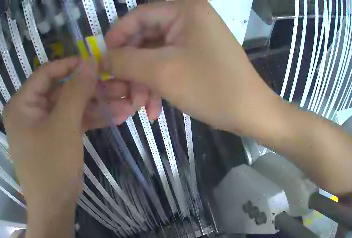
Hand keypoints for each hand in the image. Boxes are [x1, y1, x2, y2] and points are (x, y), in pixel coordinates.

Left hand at [3, 56, 151, 212]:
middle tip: (119, 84)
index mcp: (22, 104)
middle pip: (62, 90)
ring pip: (72, 105)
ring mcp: (43, 123)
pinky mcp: (55, 135)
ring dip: (97, 104)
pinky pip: (73, 120)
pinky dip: (92, 119)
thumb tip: (90, 61)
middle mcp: (29, 110)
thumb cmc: (51, 166)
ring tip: (126, 101)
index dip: (71, 65)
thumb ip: (76, 90)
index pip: (46, 73)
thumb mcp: (64, 125)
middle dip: (92, 88)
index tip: (95, 62)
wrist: (54, 206)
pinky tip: (117, 116)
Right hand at [104, 0, 281, 135]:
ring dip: (144, 80)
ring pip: (155, 53)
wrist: (251, 112)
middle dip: (132, 68)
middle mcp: (189, 17)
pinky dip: (159, 83)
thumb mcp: (161, 72)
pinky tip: (154, 107)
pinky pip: (169, 62)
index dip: (116, 38)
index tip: (103, 63)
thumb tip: (100, 58)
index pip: (137, 16)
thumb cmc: (211, 88)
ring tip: (139, 107)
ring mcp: (194, 36)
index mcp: (183, 10)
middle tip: (122, 93)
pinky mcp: (197, 53)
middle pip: (145, 37)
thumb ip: (124, 61)